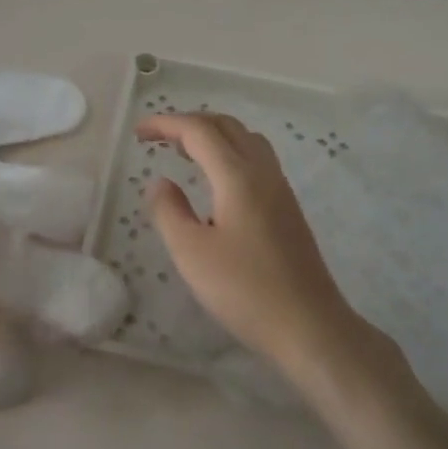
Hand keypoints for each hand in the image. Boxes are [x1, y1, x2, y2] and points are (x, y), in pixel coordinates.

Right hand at [139, 112, 366, 376]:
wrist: (309, 325)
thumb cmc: (244, 290)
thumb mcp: (191, 253)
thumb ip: (169, 211)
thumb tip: (160, 182)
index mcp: (238, 176)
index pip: (199, 131)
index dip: (166, 123)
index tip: (138, 132)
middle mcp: (263, 172)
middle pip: (226, 126)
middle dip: (189, 123)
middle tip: (158, 138)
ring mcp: (280, 189)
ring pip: (245, 140)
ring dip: (212, 135)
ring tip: (184, 152)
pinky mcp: (287, 208)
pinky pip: (256, 160)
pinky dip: (228, 153)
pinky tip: (216, 182)